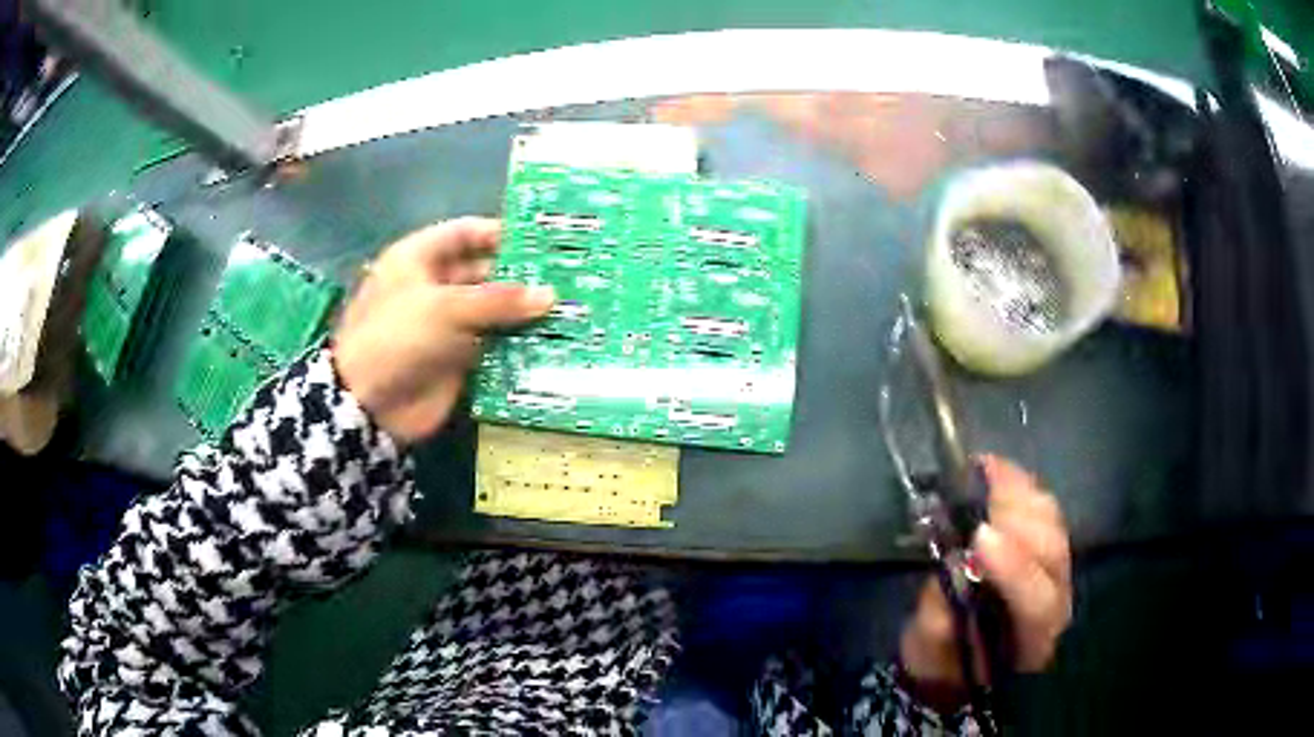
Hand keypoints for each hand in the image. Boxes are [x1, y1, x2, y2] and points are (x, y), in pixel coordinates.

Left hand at [333, 217, 554, 442]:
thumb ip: (499, 300)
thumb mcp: (446, 308)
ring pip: (491, 311)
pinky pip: (493, 345)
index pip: (464, 233)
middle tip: (565, 278)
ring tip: (568, 308)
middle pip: (482, 272)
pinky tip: (551, 341)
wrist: (370, 404)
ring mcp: (445, 325)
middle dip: (519, 276)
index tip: (542, 240)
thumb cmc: (398, 337)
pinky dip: (517, 344)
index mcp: (418, 259)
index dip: (499, 233)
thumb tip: (550, 295)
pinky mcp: (457, 359)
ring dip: (522, 312)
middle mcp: (433, 286)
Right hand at [899, 455, 1071, 696]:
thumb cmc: (944, 663)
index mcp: (1032, 640)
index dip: (1014, 569)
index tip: (979, 538)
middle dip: (1018, 519)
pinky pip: (1043, 509)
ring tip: (984, 471)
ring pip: (1053, 523)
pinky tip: (994, 471)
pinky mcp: (1047, 546)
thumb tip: (952, 570)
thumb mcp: (929, 655)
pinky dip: (1020, 487)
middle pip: (1052, 551)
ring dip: (1020, 494)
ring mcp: (1057, 571)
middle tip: (978, 492)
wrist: (961, 663)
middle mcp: (1056, 600)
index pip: (1037, 601)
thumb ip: (940, 621)